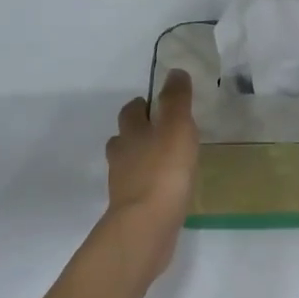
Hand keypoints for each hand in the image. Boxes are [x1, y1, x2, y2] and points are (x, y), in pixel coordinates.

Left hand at [104, 70, 198, 272]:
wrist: (147, 225)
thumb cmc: (163, 170)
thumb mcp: (177, 127)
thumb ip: (176, 100)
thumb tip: (174, 72)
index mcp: (130, 132)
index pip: (131, 110)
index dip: (143, 105)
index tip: (159, 105)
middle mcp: (121, 155)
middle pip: (125, 137)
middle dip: (139, 132)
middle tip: (164, 133)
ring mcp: (123, 184)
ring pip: (130, 164)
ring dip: (144, 159)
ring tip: (168, 161)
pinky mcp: (131, 208)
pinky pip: (140, 189)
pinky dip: (150, 185)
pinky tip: (167, 190)